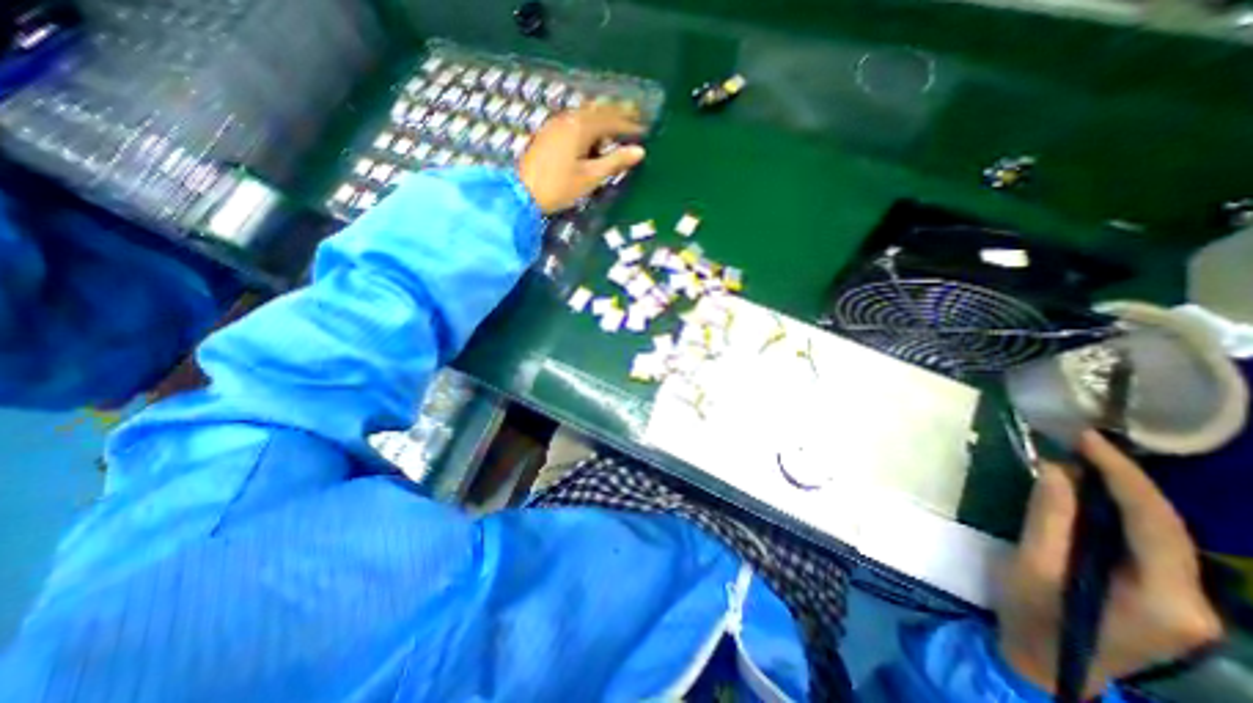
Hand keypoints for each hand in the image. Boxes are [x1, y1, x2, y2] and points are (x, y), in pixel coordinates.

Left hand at [520, 106, 644, 212]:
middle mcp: (567, 119)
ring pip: (584, 113)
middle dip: (617, 112)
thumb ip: (615, 162)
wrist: (523, 193)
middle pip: (597, 110)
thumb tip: (639, 151)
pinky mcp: (548, 133)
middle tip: (635, 113)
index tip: (645, 129)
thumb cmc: (559, 187)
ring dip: (602, 116)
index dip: (629, 125)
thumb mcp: (590, 177)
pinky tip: (591, 132)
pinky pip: (574, 120)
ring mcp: (555, 124)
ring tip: (616, 122)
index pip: (611, 121)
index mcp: (580, 128)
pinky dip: (588, 122)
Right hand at [1000, 432, 1224, 693]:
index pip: (1155, 523)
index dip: (1123, 476)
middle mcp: (1193, 602)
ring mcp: (1183, 602)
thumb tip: (1057, 471)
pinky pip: (1146, 542)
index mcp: (1165, 600)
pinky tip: (1089, 494)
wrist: (1044, 663)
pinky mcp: (1162, 596)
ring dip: (1122, 493)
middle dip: (1126, 479)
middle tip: (1081, 443)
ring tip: (1083, 459)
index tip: (1087, 440)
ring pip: (1161, 533)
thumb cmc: (1032, 615)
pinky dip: (1117, 511)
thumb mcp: (1032, 565)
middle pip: (1167, 527)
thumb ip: (1048, 519)